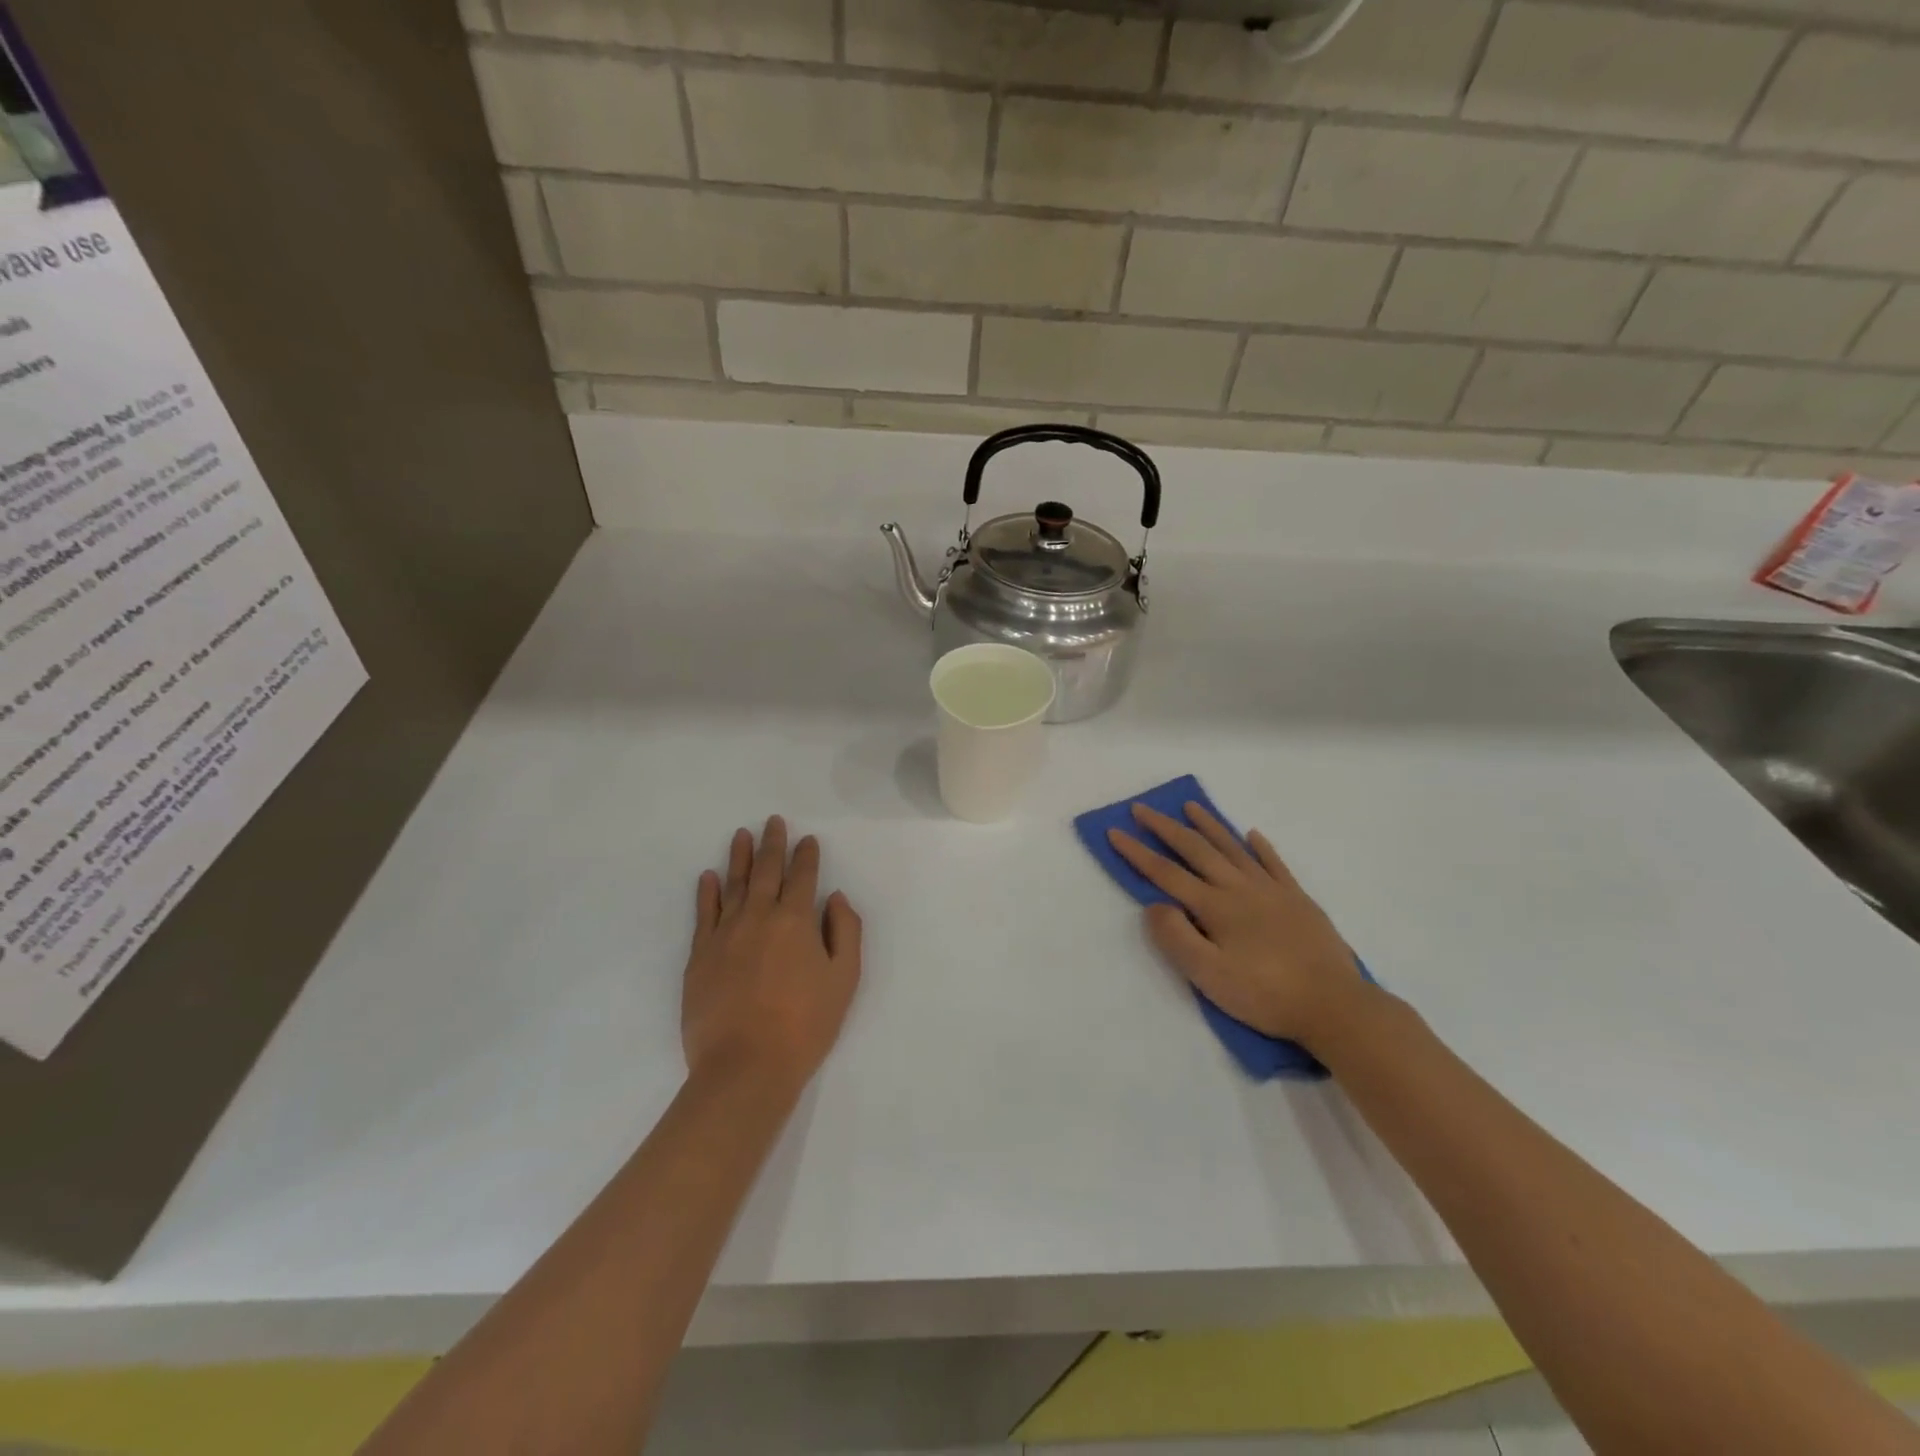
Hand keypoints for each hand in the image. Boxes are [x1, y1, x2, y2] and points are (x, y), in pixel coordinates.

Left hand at [682, 816, 862, 1097]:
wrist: (745, 1066)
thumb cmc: (805, 1024)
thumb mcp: (844, 979)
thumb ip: (845, 931)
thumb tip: (834, 898)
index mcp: (796, 920)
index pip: (803, 877)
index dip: (807, 856)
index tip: (807, 840)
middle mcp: (758, 916)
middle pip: (766, 871)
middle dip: (772, 844)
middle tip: (772, 822)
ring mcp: (724, 934)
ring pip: (733, 885)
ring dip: (739, 858)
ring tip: (741, 835)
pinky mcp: (700, 956)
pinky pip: (703, 914)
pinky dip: (707, 892)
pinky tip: (708, 877)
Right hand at [1108, 802, 1370, 1051]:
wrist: (1335, 1005)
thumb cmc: (1265, 994)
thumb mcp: (1208, 976)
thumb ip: (1176, 937)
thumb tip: (1154, 905)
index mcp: (1215, 906)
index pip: (1166, 872)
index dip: (1137, 852)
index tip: (1114, 831)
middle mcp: (1239, 888)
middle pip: (1196, 849)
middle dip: (1165, 827)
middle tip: (1142, 808)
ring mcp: (1272, 890)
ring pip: (1233, 848)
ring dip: (1209, 825)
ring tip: (1191, 806)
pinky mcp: (1298, 900)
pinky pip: (1274, 863)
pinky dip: (1260, 847)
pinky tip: (1252, 834)